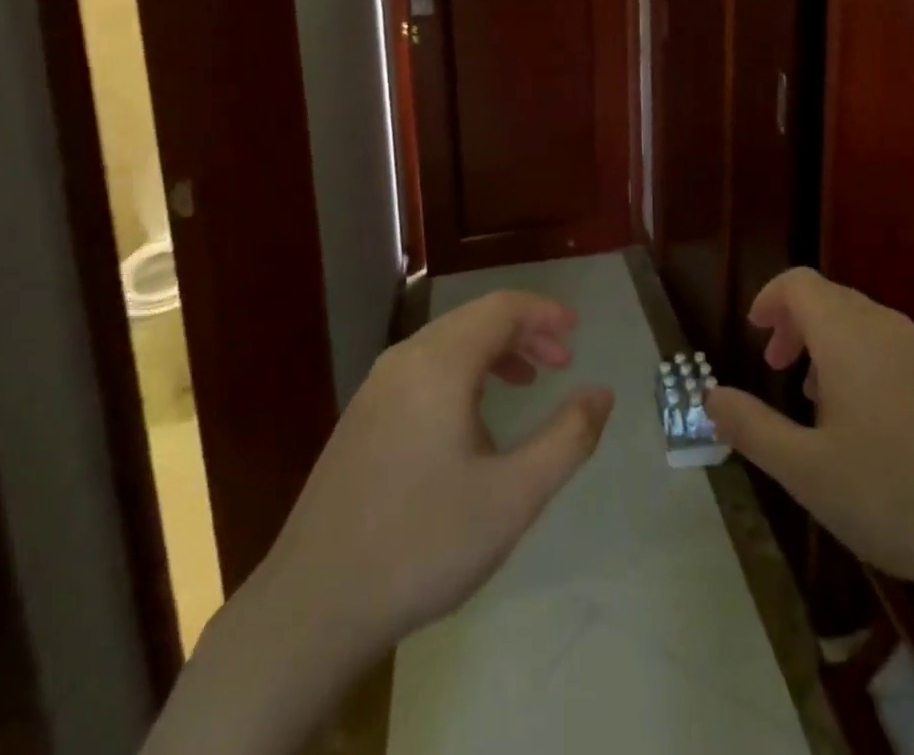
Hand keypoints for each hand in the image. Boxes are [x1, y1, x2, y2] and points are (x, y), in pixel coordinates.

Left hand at [259, 289, 616, 655]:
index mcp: (440, 363)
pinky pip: (423, 370)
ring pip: (447, 343)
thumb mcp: (514, 496)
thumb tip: (602, 392)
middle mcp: (405, 359)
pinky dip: (461, 372)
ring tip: (526, 384)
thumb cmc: (424, 543)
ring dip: (493, 352)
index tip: (577, 332)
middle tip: (562, 361)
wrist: (311, 605)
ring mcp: (376, 387)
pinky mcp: (361, 417)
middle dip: (524, 331)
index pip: (501, 308)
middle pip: (474, 319)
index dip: (544, 312)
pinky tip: (472, 418)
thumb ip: (568, 438)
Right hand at [706, 267, 913, 597]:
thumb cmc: (897, 495)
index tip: (756, 335)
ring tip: (823, 402)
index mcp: (848, 336)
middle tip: (779, 371)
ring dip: (832, 346)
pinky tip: (878, 425)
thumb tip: (710, 396)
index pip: (799, 283)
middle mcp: (889, 327)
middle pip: (832, 299)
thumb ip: (752, 428)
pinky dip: (869, 362)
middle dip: (797, 325)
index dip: (770, 299)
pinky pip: (898, 348)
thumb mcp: (807, 472)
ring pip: (867, 324)